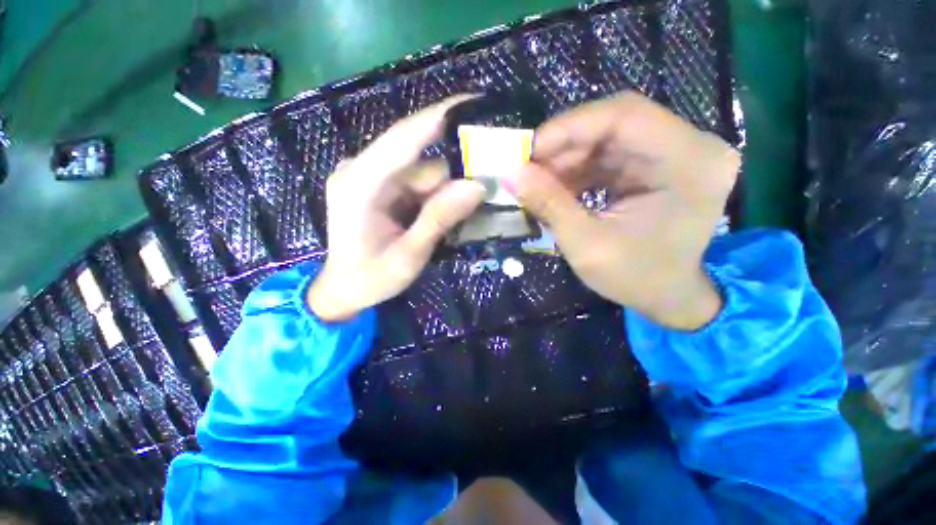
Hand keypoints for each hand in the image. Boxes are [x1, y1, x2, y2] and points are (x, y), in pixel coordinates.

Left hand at [308, 96, 486, 321]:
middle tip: (492, 173)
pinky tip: (451, 209)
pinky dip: (437, 194)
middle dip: (456, 164)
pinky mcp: (381, 189)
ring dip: (448, 186)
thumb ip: (439, 219)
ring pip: (422, 171)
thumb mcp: (408, 255)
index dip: (440, 116)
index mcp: (360, 183)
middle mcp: (363, 171)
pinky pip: (417, 183)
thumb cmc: (370, 278)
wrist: (343, 290)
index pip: (404, 137)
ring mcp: (372, 179)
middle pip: (419, 156)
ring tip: (474, 203)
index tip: (476, 103)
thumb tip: (476, 186)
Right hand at [508, 92, 739, 329]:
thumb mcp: (587, 246)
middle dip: (563, 146)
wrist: (668, 296)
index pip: (625, 116)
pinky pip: (608, 155)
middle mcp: (691, 146)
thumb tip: (511, 173)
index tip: (527, 151)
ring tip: (537, 183)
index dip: (569, 128)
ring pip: (607, 138)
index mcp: (690, 163)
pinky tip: (556, 188)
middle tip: (526, 169)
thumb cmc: (636, 278)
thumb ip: (550, 205)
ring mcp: (675, 153)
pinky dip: (577, 169)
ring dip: (566, 160)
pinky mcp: (656, 164)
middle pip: (614, 124)